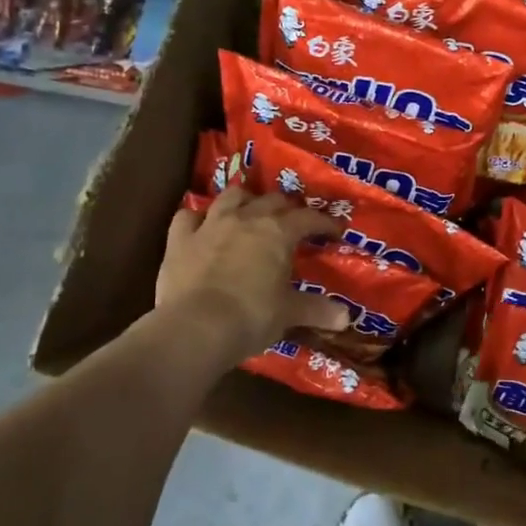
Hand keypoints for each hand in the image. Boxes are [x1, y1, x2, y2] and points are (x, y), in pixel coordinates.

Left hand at [155, 188, 351, 366]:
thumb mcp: (289, 314)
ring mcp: (210, 225)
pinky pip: (188, 217)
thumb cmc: (252, 317)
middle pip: (272, 200)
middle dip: (287, 208)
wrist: (196, 327)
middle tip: (294, 223)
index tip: (336, 231)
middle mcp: (246, 219)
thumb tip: (345, 318)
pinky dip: (197, 218)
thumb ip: (317, 310)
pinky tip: (202, 226)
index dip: (325, 223)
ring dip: (244, 200)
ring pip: (231, 197)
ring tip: (250, 212)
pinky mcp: (179, 239)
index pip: (309, 218)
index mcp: (278, 232)